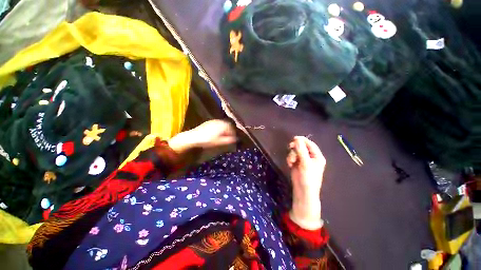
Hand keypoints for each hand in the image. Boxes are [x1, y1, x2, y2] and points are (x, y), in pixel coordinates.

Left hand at [168, 120, 236, 152]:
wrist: (193, 137)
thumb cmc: (207, 140)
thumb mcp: (218, 142)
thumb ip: (228, 140)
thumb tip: (236, 139)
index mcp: (221, 125)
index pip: (231, 128)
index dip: (233, 133)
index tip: (233, 139)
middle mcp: (218, 121)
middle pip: (227, 125)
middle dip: (229, 131)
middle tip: (228, 137)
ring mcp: (213, 121)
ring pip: (222, 124)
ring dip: (224, 130)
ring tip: (223, 136)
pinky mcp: (208, 123)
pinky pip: (217, 124)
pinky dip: (219, 128)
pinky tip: (216, 133)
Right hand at [287, 136, 325, 229]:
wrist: (303, 191)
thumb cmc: (308, 178)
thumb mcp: (305, 163)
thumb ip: (301, 150)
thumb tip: (297, 138)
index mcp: (317, 156)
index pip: (310, 144)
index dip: (302, 140)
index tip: (294, 138)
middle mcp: (310, 157)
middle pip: (301, 146)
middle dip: (295, 148)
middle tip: (290, 147)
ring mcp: (303, 160)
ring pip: (295, 151)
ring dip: (292, 155)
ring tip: (292, 162)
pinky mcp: (296, 163)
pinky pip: (292, 156)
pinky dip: (290, 159)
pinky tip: (290, 164)